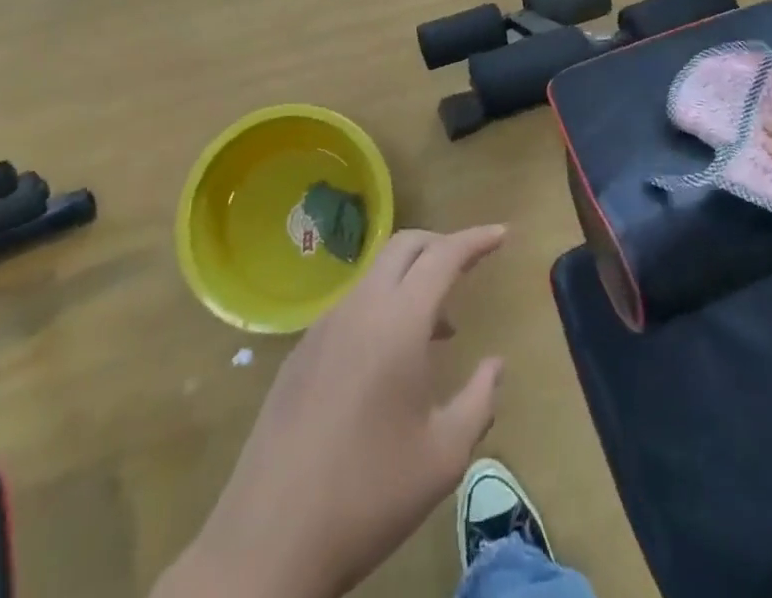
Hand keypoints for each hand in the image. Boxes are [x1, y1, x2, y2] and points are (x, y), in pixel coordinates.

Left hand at [176, 227, 508, 597]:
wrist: (269, 538)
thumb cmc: (369, 495)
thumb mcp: (443, 457)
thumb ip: (479, 400)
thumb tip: (495, 364)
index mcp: (398, 321)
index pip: (444, 256)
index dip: (476, 239)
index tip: (502, 233)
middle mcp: (360, 306)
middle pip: (405, 246)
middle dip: (441, 245)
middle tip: (470, 267)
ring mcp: (324, 325)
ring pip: (376, 273)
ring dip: (412, 279)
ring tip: (439, 327)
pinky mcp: (302, 350)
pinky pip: (353, 304)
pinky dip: (384, 305)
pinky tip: (391, 358)